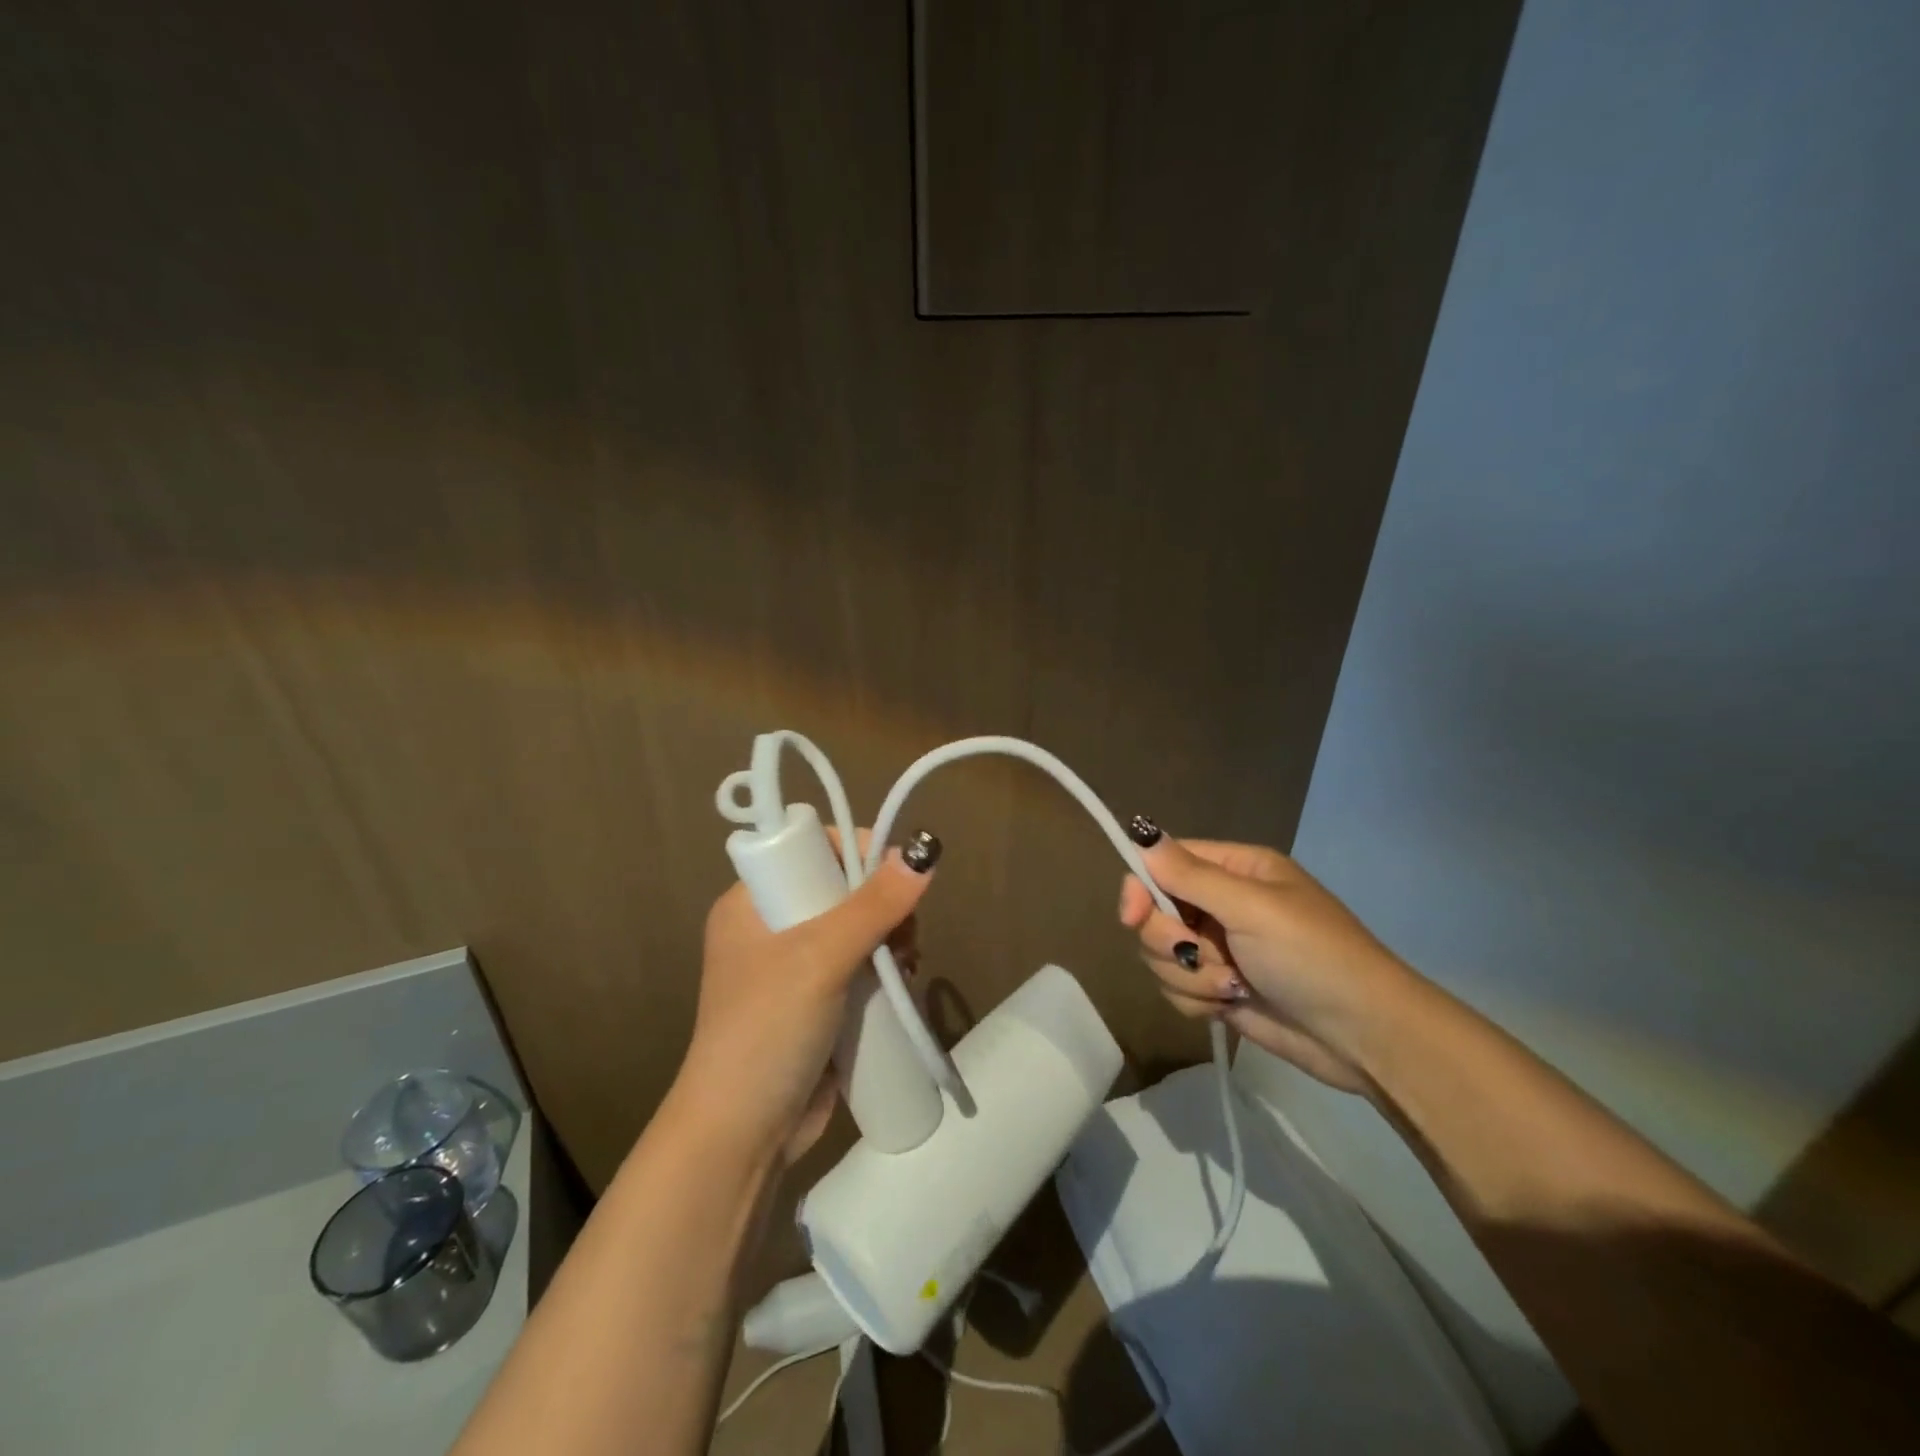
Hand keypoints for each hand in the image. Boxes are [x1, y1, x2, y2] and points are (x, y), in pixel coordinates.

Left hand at [676, 832, 936, 1166]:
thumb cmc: (767, 1030)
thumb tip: (923, 851)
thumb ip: (873, 905)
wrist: (743, 1137)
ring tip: (907, 965)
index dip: (856, 854)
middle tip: (905, 936)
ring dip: (890, 941)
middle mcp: (771, 927)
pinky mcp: (817, 1004)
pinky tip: (903, 983)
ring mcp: (794, 969)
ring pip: (858, 930)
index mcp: (752, 902)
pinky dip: (885, 970)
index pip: (810, 849)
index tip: (896, 878)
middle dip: (883, 906)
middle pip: (842, 889)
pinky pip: (861, 968)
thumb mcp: (820, 958)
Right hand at [1117, 826, 1415, 1094]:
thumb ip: (1191, 875)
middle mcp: (1221, 904)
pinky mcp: (1218, 988)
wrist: (1364, 1036)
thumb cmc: (1313, 956)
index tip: (1132, 916)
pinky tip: (1231, 1005)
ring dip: (1191, 976)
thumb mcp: (1253, 908)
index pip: (1164, 864)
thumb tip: (1141, 832)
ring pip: (1161, 955)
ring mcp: (1219, 949)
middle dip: (1172, 942)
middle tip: (1203, 955)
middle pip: (1155, 913)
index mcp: (1235, 870)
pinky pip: (1176, 988)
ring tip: (1233, 986)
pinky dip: (1198, 1000)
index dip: (1141, 888)